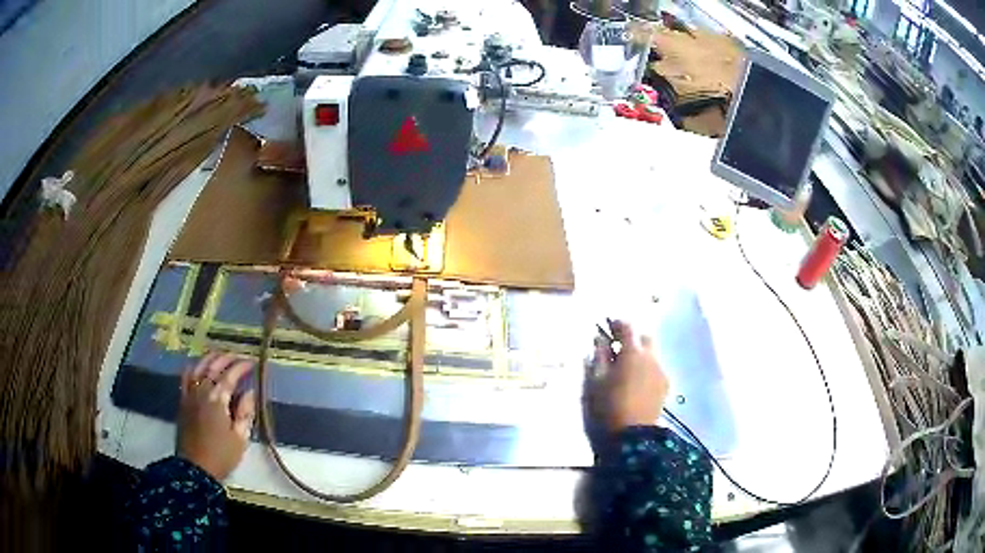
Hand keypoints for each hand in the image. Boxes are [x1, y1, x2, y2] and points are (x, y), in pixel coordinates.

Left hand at [178, 353, 255, 480]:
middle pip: (212, 366)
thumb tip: (250, 393)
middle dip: (226, 358)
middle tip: (238, 357)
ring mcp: (189, 395)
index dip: (241, 366)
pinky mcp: (183, 402)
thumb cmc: (221, 455)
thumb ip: (245, 413)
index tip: (252, 362)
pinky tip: (198, 368)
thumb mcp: (240, 438)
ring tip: (219, 357)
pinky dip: (193, 368)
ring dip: (209, 359)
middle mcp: (201, 391)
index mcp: (217, 399)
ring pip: (198, 368)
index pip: (230, 375)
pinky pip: (186, 378)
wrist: (195, 469)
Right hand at [592, 320, 668, 432]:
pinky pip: (655, 369)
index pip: (627, 327)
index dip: (616, 324)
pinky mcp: (665, 386)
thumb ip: (598, 357)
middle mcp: (651, 358)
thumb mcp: (595, 382)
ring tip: (626, 369)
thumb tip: (600, 340)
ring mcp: (661, 372)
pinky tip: (636, 383)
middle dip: (632, 339)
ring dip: (640, 355)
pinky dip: (646, 369)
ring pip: (652, 354)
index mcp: (632, 353)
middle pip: (644, 338)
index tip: (607, 327)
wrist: (632, 437)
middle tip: (617, 349)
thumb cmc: (608, 407)